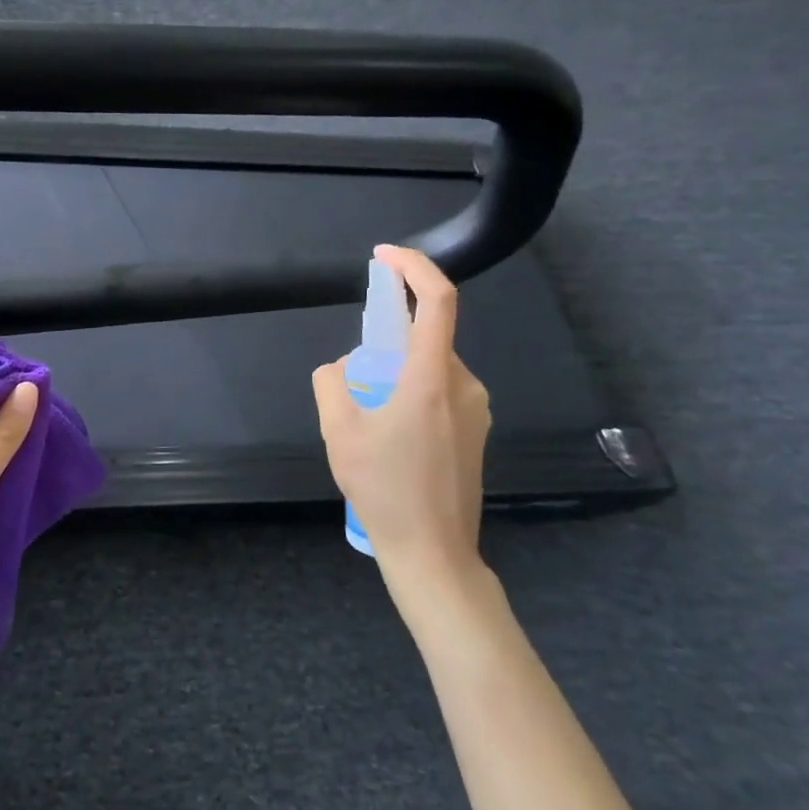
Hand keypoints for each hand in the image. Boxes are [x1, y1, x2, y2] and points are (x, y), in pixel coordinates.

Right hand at [312, 244, 492, 611]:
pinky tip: (389, 436)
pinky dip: (410, 391)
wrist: (434, 554)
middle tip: (355, 376)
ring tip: (368, 419)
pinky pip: (440, 390)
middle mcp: (465, 386)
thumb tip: (344, 367)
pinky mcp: (477, 432)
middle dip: (387, 338)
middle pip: (426, 336)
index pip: (437, 301)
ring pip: (430, 366)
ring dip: (395, 371)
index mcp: (433, 379)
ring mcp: (477, 411)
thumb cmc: (385, 490)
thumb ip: (332, 382)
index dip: (414, 266)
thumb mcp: (339, 431)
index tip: (384, 255)